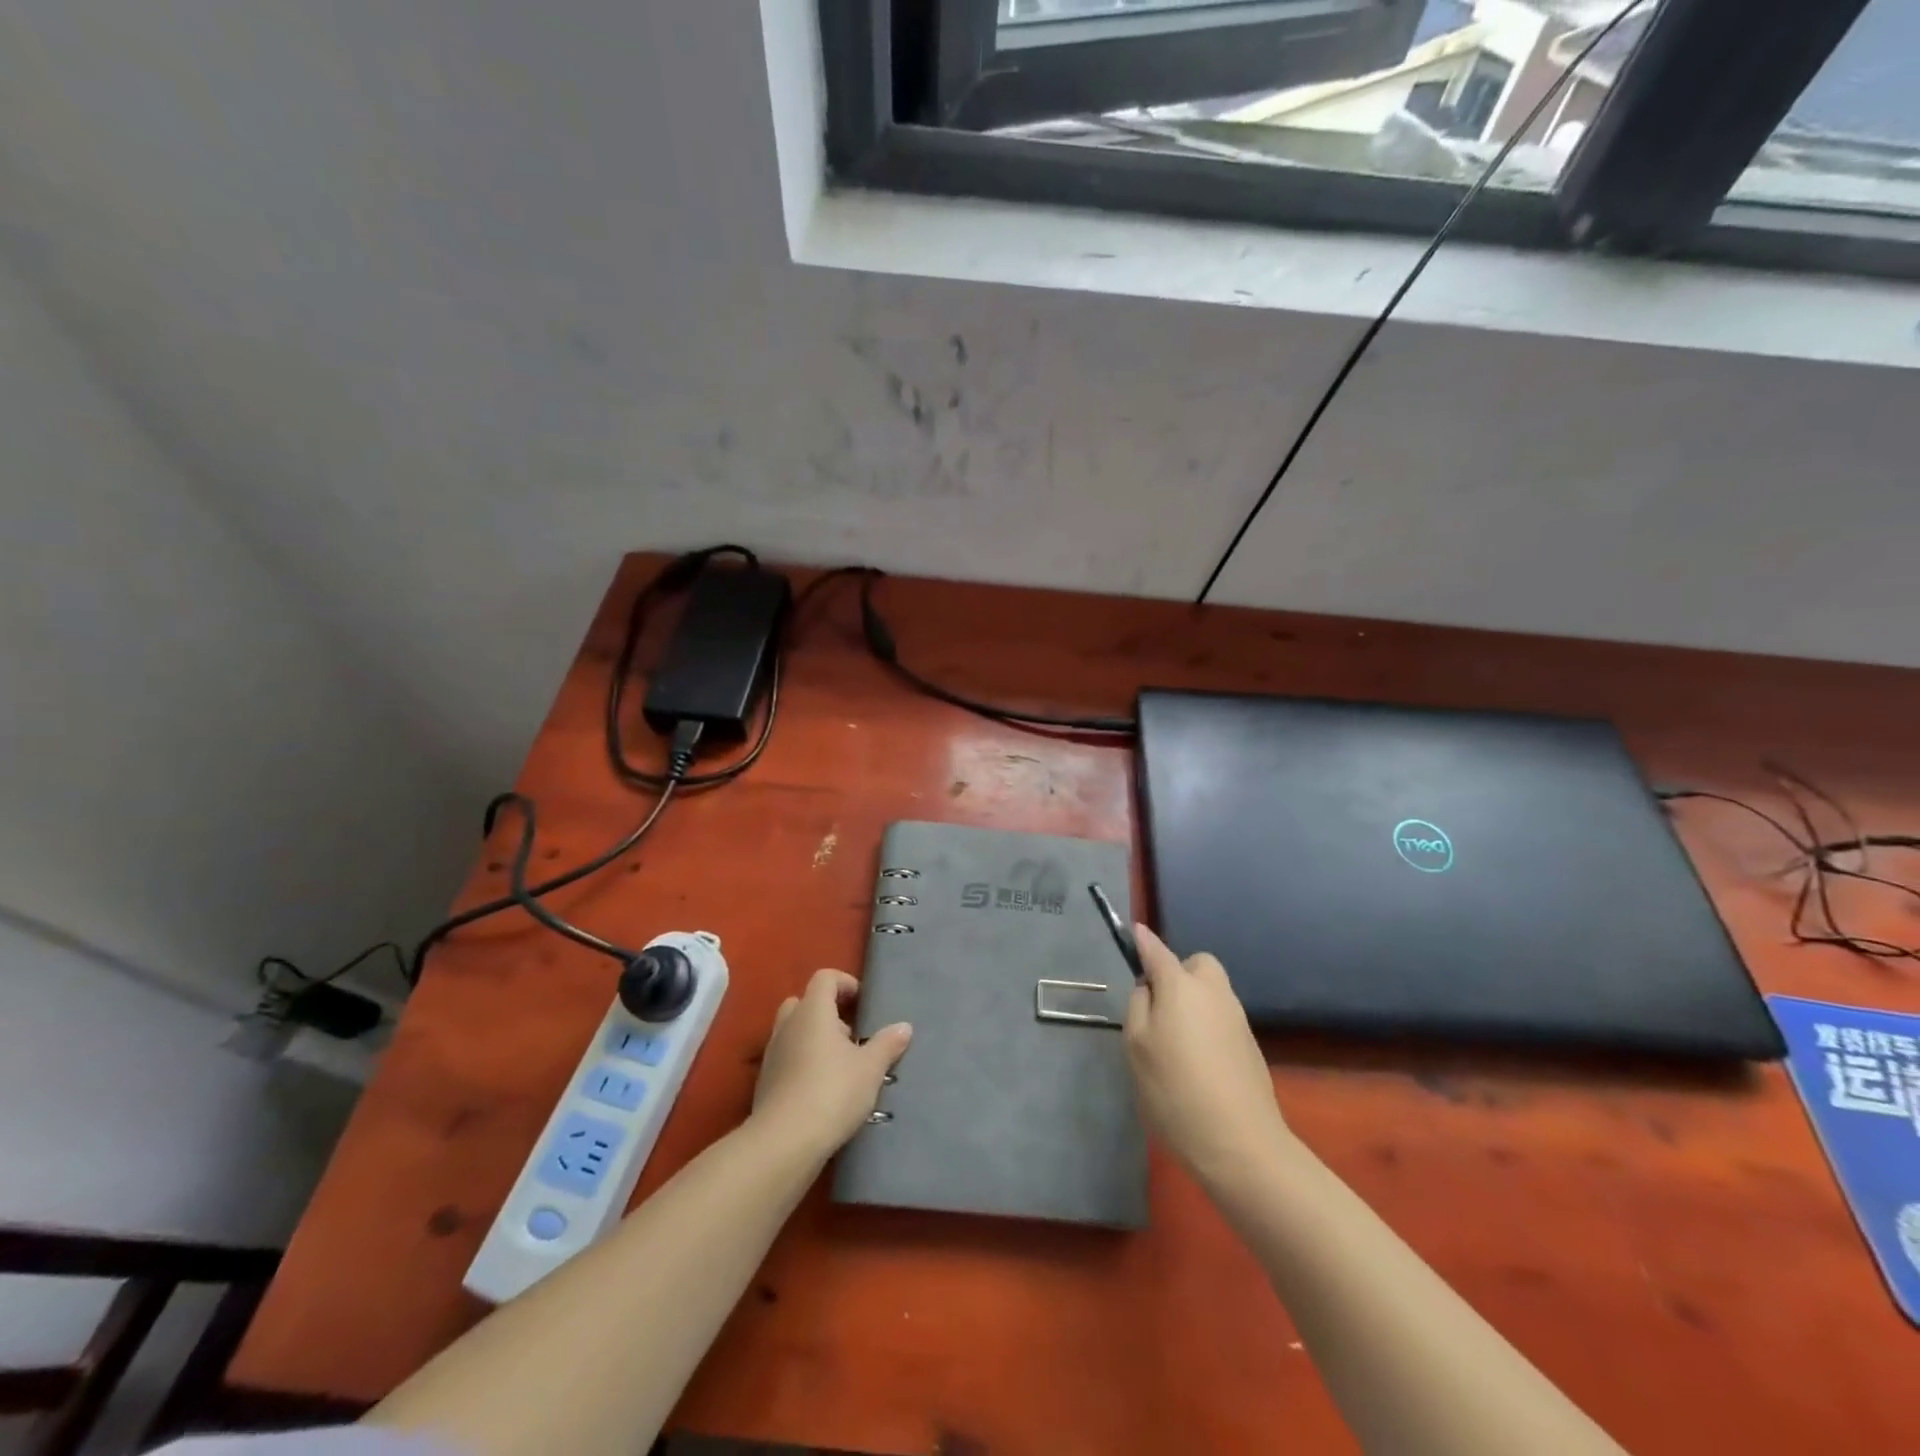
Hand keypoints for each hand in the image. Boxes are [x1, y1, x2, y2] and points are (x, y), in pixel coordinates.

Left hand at [751, 968, 910, 1160]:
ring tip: (840, 1065)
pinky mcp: (765, 1082)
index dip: (845, 983)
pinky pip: (786, 1058)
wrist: (784, 1142)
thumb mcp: (870, 1068)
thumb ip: (887, 1044)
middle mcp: (788, 1025)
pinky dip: (802, 1063)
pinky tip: (822, 1089)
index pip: (824, 978)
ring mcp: (772, 1053)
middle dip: (827, 1012)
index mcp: (812, 1011)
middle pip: (804, 1002)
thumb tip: (904, 1026)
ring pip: (793, 1031)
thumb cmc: (832, 1091)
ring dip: (814, 1039)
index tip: (863, 1003)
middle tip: (851, 1035)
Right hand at [1124, 925, 1291, 1188]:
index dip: (1143, 941)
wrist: (1240, 1143)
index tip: (1134, 931)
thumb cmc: (1175, 1090)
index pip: (1157, 951)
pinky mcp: (1250, 1045)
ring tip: (1174, 1044)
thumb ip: (1139, 1005)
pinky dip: (1207, 1027)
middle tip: (1159, 1009)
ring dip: (1193, 1002)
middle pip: (1196, 966)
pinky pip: (1221, 1018)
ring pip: (1210, 993)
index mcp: (1181, 986)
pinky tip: (1197, 1064)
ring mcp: (1237, 1018)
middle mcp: (1213, 992)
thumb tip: (1149, 986)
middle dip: (1178, 975)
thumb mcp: (1136, 1046)